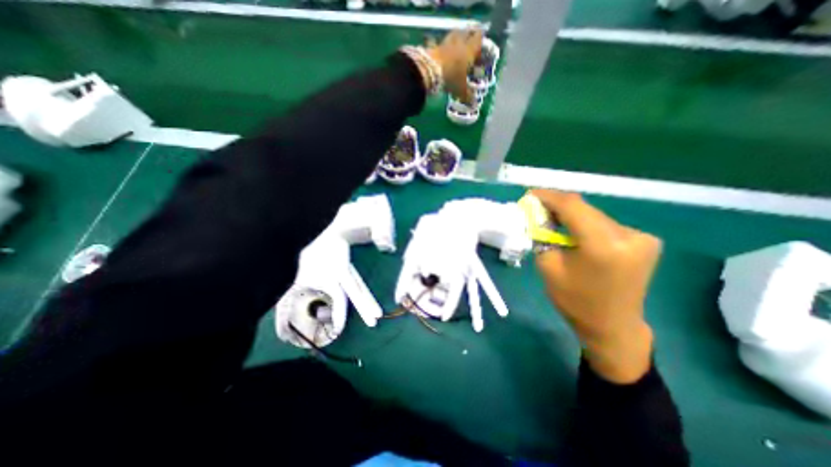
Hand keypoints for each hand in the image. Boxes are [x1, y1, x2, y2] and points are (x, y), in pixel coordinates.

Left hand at [425, 26, 484, 103]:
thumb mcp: (460, 90)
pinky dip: (440, 45)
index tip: (481, 47)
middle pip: (466, 33)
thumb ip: (467, 96)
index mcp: (469, 50)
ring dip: (455, 38)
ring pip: (453, 35)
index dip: (480, 42)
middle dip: (469, 36)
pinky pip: (438, 43)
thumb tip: (473, 105)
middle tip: (469, 44)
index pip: (478, 39)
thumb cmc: (451, 78)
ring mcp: (445, 43)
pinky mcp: (433, 46)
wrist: (430, 71)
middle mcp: (458, 42)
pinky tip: (439, 51)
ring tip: (456, 45)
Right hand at [531, 189, 662, 381]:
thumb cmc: (575, 301)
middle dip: (558, 206)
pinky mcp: (644, 241)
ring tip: (552, 220)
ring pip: (594, 215)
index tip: (530, 194)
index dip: (549, 196)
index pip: (573, 206)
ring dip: (572, 215)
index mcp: (603, 245)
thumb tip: (540, 216)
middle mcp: (629, 235)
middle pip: (585, 209)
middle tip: (537, 207)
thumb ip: (543, 237)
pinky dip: (586, 224)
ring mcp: (641, 237)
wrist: (613, 326)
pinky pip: (605, 224)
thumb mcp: (548, 267)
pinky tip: (574, 232)